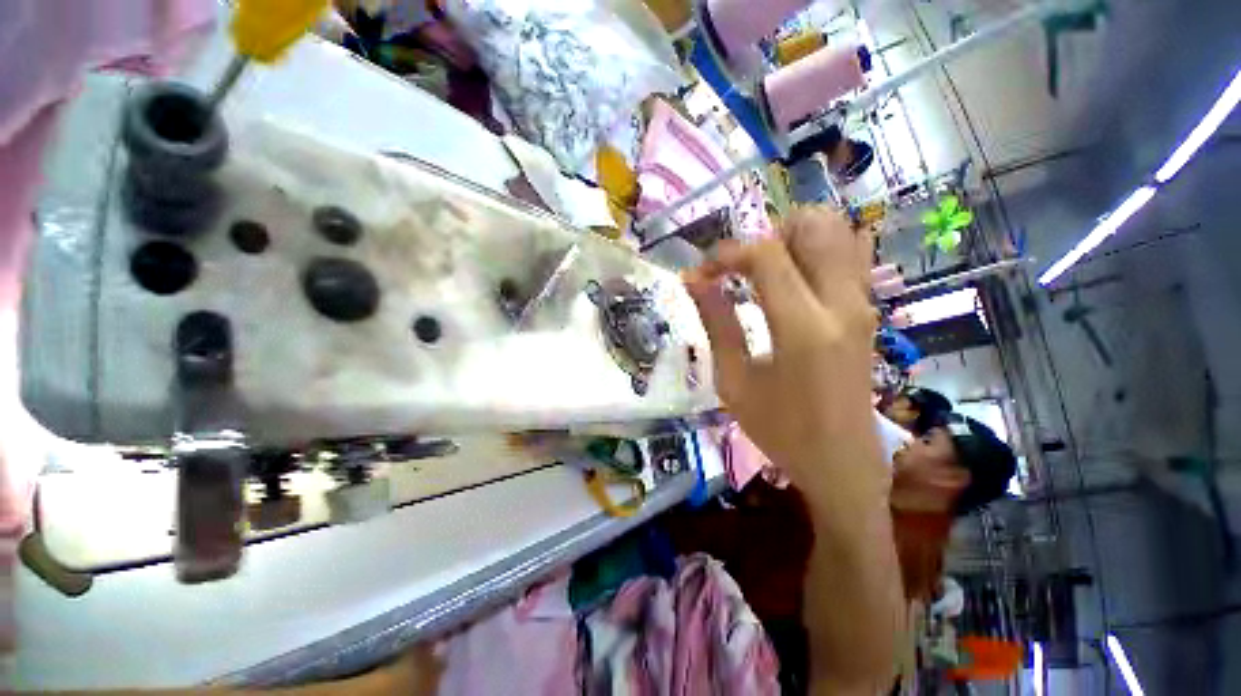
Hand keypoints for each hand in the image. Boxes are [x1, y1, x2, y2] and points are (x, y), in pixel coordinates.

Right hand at [683, 207, 878, 485]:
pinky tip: (793, 280)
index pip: (765, 255)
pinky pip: (849, 255)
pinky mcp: (867, 310)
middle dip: (766, 236)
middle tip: (740, 271)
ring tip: (763, 274)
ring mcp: (862, 303)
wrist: (842, 463)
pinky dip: (817, 251)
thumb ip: (715, 322)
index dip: (727, 254)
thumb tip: (693, 280)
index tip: (703, 273)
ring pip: (837, 231)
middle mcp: (841, 303)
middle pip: (812, 225)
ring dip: (792, 240)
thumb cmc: (780, 430)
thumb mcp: (733, 380)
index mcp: (803, 327)